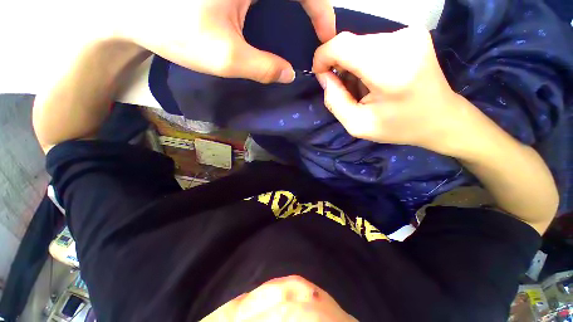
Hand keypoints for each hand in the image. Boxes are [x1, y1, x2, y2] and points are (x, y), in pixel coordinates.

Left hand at [116, 0, 335, 83]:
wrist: (130, 8)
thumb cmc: (173, 30)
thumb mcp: (226, 57)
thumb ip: (263, 68)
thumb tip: (289, 74)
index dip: (322, 11)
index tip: (326, 36)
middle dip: (312, 5)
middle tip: (316, 30)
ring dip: (296, 4)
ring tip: (303, 23)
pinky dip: (277, 3)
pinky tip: (277, 13)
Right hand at [312, 28, 473, 155]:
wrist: (441, 118)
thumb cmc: (399, 127)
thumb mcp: (358, 125)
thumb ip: (334, 101)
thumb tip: (324, 76)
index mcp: (388, 69)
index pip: (342, 45)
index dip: (322, 56)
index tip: (320, 74)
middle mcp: (401, 42)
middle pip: (349, 44)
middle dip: (338, 65)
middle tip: (345, 89)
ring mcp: (409, 34)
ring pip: (359, 43)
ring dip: (352, 65)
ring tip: (362, 88)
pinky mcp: (412, 33)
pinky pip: (373, 44)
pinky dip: (365, 61)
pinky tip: (373, 79)